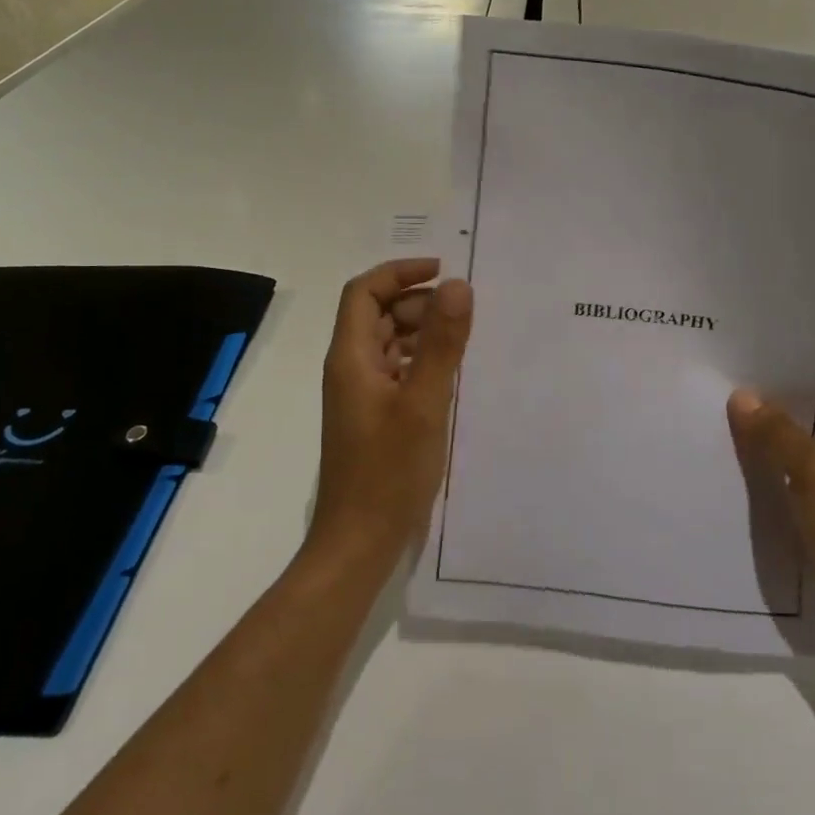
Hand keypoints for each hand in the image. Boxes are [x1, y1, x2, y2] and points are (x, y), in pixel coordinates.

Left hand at [311, 259, 473, 572]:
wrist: (359, 542)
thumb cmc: (388, 472)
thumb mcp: (424, 403)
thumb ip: (442, 343)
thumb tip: (457, 285)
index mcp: (351, 358)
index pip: (364, 292)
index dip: (399, 272)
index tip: (443, 272)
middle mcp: (350, 369)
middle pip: (378, 314)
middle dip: (417, 302)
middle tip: (462, 312)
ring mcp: (362, 395)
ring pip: (389, 343)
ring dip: (422, 331)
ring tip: (464, 338)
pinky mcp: (375, 417)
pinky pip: (397, 371)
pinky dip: (422, 360)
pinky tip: (452, 373)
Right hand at [727, 360, 814, 646]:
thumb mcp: (814, 471)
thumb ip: (776, 430)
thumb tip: (741, 396)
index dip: (802, 349)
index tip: (756, 340)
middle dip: (782, 384)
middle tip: (733, 367)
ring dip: (780, 419)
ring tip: (732, 400)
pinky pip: (810, 454)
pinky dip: (784, 448)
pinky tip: (746, 444)